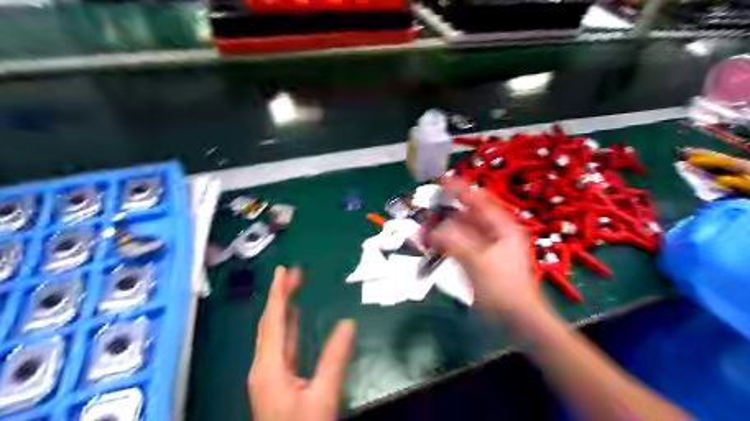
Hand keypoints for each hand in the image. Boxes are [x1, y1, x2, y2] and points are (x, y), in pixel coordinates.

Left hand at [248, 266, 355, 420]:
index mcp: (269, 367)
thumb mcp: (323, 395)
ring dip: (283, 309)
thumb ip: (335, 359)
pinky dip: (287, 327)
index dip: (278, 293)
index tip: (282, 271)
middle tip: (293, 273)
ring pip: (273, 332)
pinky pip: (280, 345)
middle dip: (280, 295)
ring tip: (294, 287)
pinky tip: (295, 317)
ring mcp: (267, 373)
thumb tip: (348, 324)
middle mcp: (263, 365)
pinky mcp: (274, 379)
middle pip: (270, 322)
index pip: (274, 320)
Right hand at [428, 179, 545, 316]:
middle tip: (425, 211)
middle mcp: (494, 233)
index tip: (442, 180)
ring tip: (422, 230)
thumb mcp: (477, 261)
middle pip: (467, 215)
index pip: (479, 200)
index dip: (460, 188)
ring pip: (461, 231)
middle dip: (445, 213)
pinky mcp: (479, 261)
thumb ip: (452, 242)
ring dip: (443, 230)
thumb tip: (429, 230)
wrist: (518, 319)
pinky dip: (446, 245)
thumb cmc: (503, 287)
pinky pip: (459, 246)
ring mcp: (487, 248)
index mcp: (501, 227)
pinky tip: (432, 246)